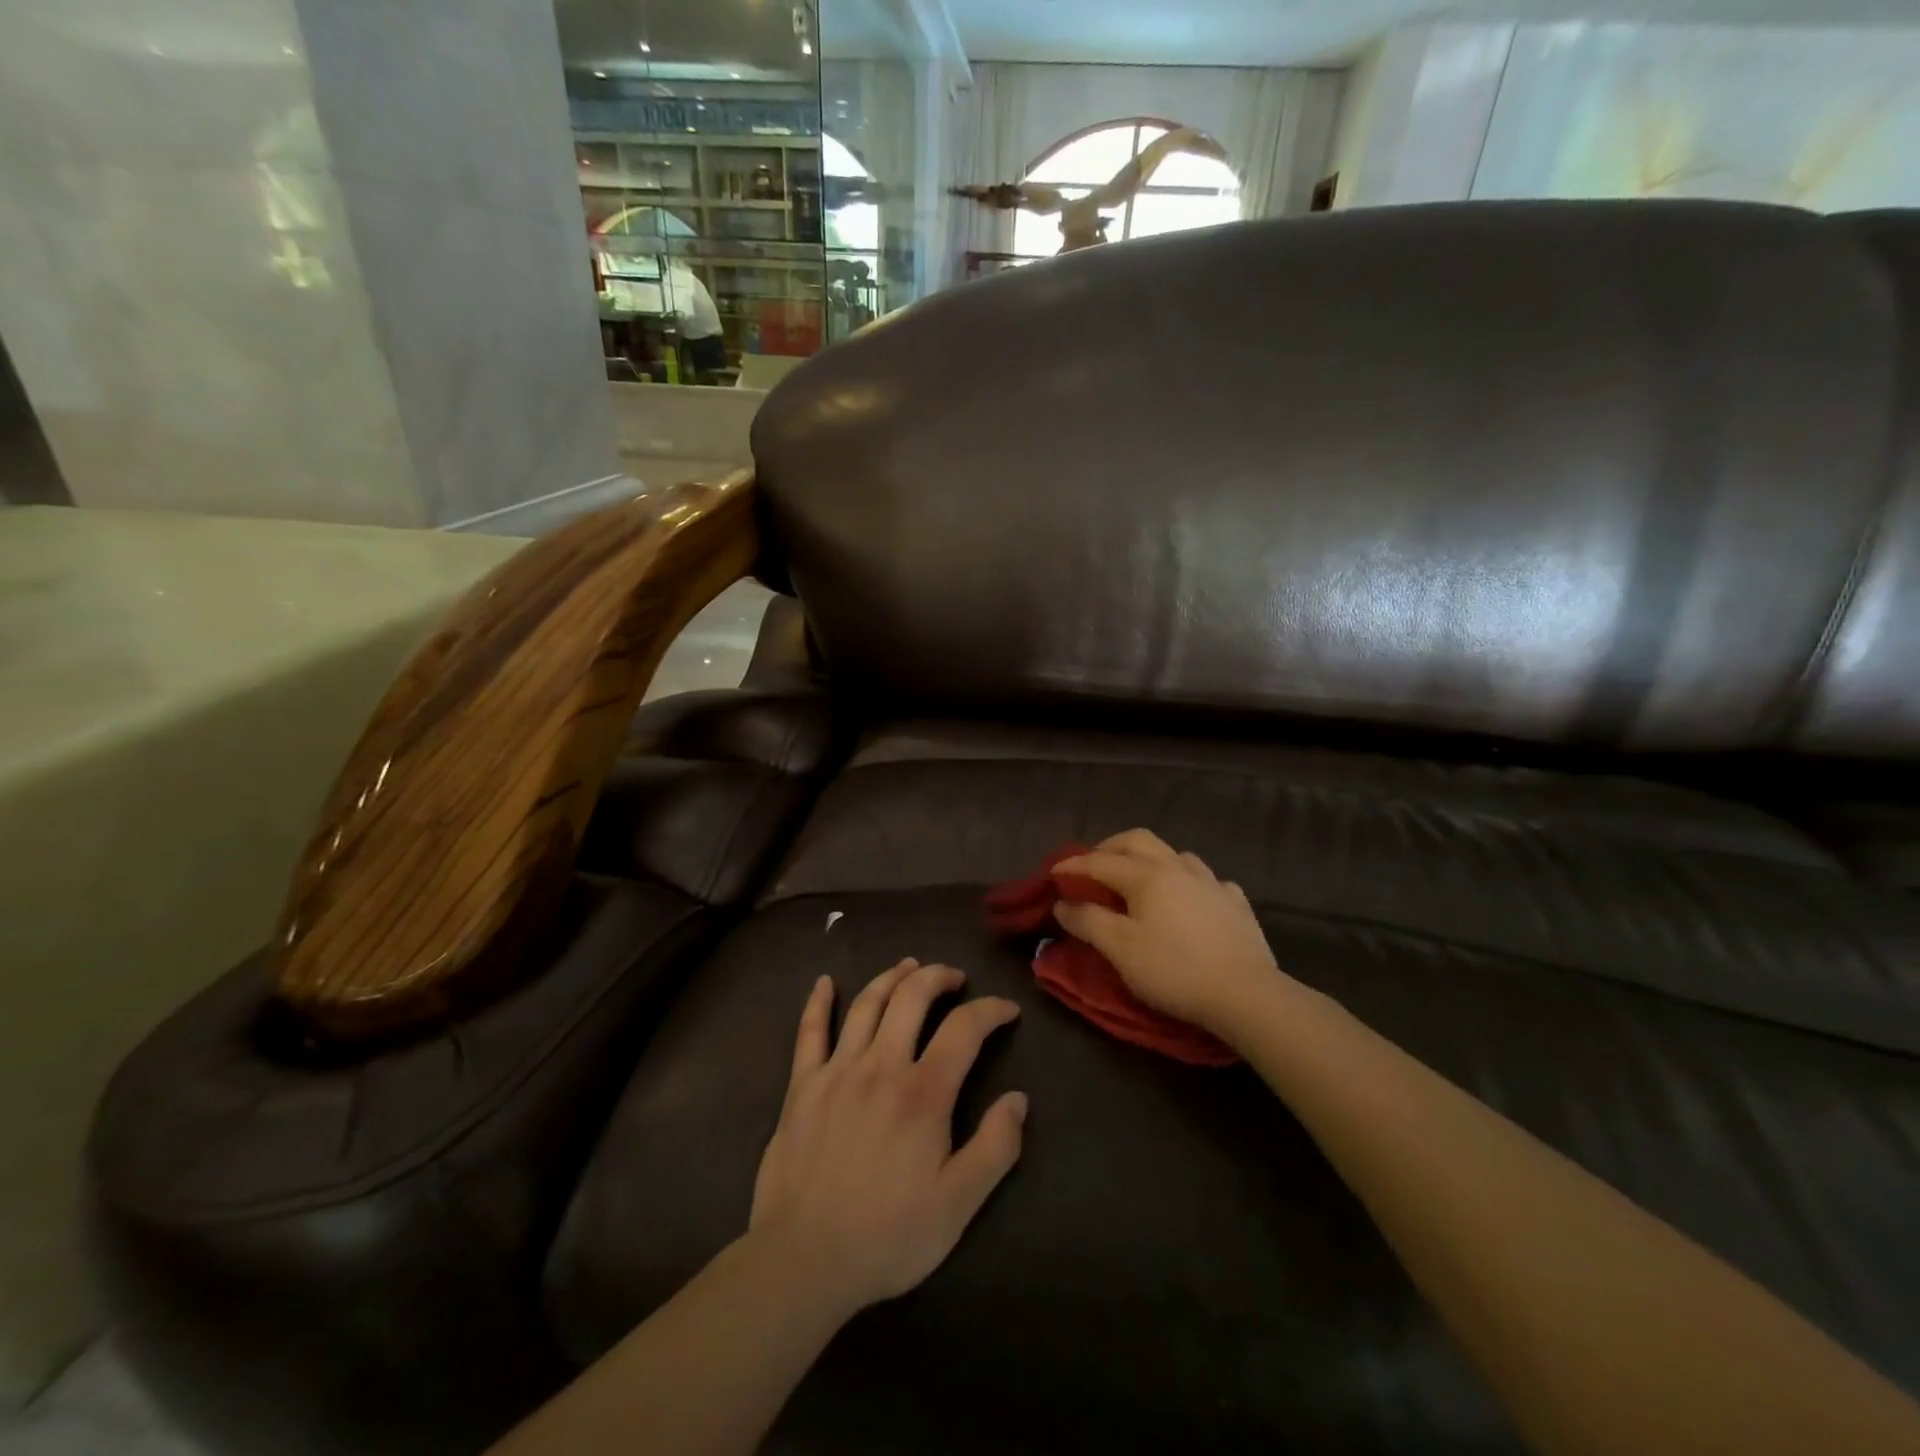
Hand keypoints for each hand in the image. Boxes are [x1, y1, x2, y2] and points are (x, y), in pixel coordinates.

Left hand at [749, 960, 1026, 1316]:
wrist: (803, 1261)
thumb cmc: (888, 1236)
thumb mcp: (958, 1205)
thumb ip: (995, 1148)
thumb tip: (1018, 1099)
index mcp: (923, 1093)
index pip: (965, 1028)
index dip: (991, 1010)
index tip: (1007, 1009)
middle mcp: (881, 1066)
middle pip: (912, 997)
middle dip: (939, 976)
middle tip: (955, 978)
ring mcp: (837, 1071)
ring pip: (867, 1003)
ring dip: (892, 977)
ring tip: (910, 967)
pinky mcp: (802, 1085)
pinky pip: (809, 1031)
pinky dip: (818, 1001)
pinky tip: (825, 981)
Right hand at [1055, 830, 1284, 1035]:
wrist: (1245, 994)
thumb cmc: (1174, 969)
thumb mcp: (1120, 949)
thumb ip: (1088, 921)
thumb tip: (1062, 903)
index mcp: (1146, 875)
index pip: (1100, 861)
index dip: (1074, 865)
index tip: (1053, 873)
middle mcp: (1178, 867)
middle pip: (1138, 840)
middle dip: (1110, 847)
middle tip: (1093, 864)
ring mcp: (1211, 882)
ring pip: (1175, 854)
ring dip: (1150, 859)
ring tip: (1140, 879)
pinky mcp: (1236, 903)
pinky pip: (1206, 879)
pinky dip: (1188, 882)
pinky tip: (1190, 899)